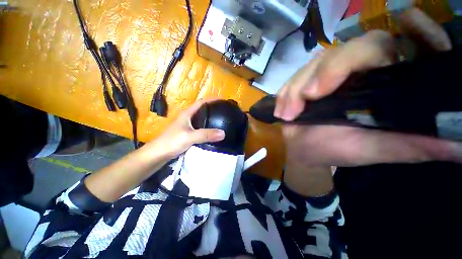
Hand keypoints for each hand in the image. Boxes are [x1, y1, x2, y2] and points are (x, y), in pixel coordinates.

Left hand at [146, 99, 225, 159]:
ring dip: (210, 117)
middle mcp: (188, 117)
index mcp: (187, 113)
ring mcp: (187, 125)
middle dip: (212, 108)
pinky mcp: (188, 133)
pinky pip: (200, 127)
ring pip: (201, 118)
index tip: (222, 100)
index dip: (212, 99)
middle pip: (202, 109)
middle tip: (223, 110)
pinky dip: (207, 127)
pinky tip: (212, 131)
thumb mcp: (189, 137)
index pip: (201, 102)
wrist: (159, 154)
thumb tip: (223, 133)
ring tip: (220, 119)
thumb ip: (206, 135)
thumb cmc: (172, 142)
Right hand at [276, 8, 460, 168]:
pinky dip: (284, 93)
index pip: (406, 45)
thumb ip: (418, 144)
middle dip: (329, 71)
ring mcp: (325, 73)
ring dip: (297, 88)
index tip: (410, 20)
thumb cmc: (337, 150)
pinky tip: (281, 109)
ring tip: (288, 113)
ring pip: (314, 64)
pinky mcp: (302, 81)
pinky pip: (292, 78)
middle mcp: (359, 70)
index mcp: (387, 82)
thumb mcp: (378, 149)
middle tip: (309, 97)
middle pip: (352, 48)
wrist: (303, 149)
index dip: (415, 30)